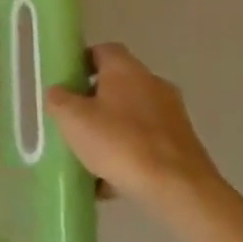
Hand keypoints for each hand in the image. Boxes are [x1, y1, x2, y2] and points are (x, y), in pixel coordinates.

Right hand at [45, 43, 222, 215]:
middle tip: (73, 121)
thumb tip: (59, 93)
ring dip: (111, 131)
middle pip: (117, 85)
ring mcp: (173, 116)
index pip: (102, 50)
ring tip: (89, 158)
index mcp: (126, 70)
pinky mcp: (184, 146)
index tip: (65, 82)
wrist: (180, 191)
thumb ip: (58, 99)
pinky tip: (110, 181)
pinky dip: (129, 155)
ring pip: (131, 117)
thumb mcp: (71, 118)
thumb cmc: (120, 143)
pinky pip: (146, 144)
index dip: (81, 62)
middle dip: (94, 102)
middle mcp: (154, 85)